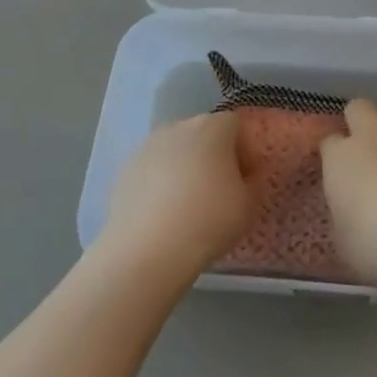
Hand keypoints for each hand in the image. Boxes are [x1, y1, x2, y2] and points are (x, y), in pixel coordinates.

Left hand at [105, 112, 252, 279]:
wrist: (146, 250)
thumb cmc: (208, 220)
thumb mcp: (248, 205)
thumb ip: (252, 181)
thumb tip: (245, 174)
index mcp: (213, 127)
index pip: (235, 125)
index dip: (243, 150)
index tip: (244, 179)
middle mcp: (178, 126)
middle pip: (202, 134)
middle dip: (212, 156)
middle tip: (218, 192)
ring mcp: (147, 146)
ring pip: (174, 151)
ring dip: (183, 169)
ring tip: (186, 207)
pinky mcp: (124, 170)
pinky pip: (151, 170)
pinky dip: (158, 184)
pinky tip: (161, 215)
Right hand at [319, 98, 376, 284]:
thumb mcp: (346, 241)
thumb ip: (344, 214)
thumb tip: (350, 208)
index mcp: (340, 159)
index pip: (329, 143)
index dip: (335, 154)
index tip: (341, 170)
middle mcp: (371, 134)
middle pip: (358, 108)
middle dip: (361, 121)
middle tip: (369, 145)